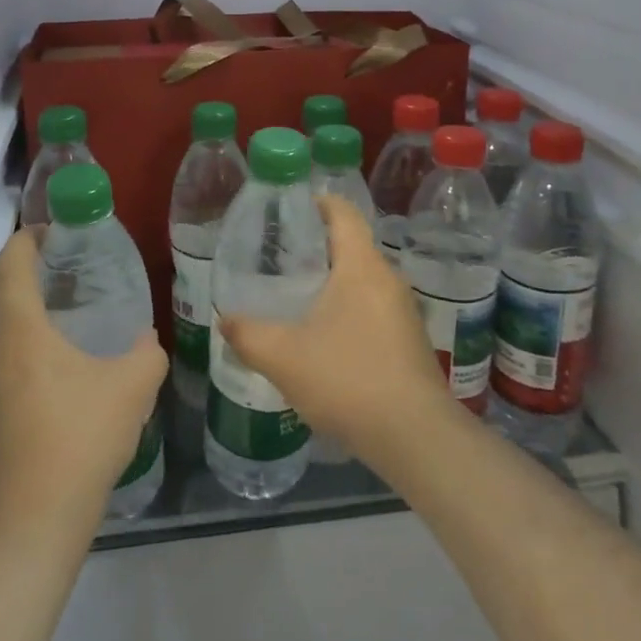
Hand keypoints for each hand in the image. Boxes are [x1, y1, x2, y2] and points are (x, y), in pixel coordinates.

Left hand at [0, 229, 167, 546]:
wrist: (32, 523)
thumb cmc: (80, 439)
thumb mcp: (132, 388)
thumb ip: (147, 354)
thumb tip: (147, 339)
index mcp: (21, 329)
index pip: (11, 263)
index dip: (28, 237)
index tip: (55, 229)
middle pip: (1, 291)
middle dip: (30, 270)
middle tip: (70, 266)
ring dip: (26, 308)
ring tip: (68, 309)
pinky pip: (1, 356)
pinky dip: (23, 340)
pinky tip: (58, 362)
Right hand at [219, 197, 453, 468]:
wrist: (416, 438)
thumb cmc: (349, 380)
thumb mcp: (284, 357)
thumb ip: (248, 335)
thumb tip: (224, 319)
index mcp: (362, 266)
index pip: (343, 212)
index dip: (317, 202)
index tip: (287, 208)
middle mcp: (388, 278)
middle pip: (351, 245)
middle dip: (316, 246)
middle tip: (277, 257)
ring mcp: (403, 311)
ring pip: (362, 279)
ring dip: (331, 281)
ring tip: (295, 295)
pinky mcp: (409, 340)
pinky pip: (372, 307)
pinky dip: (347, 308)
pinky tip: (324, 336)